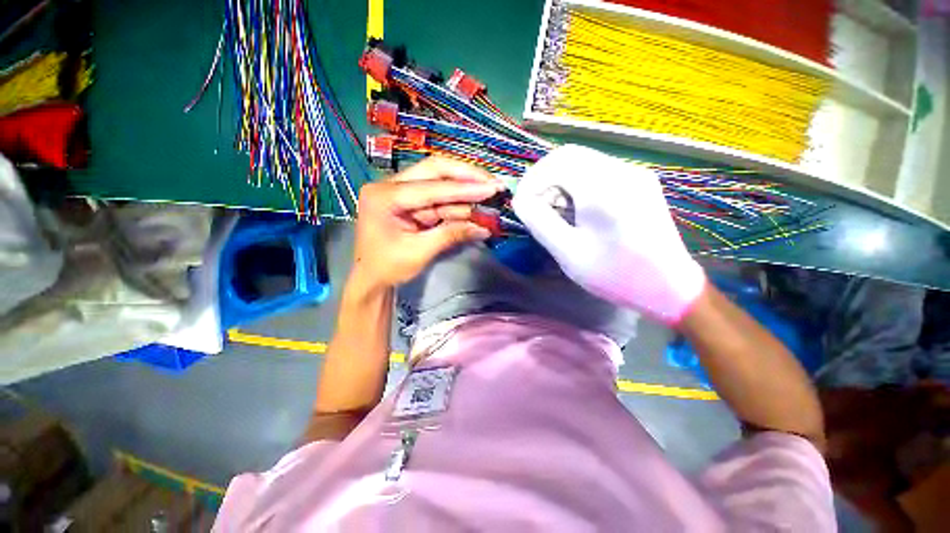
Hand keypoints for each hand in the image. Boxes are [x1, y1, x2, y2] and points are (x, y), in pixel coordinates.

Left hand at [352, 157, 502, 290]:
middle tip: (493, 183)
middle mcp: (390, 186)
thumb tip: (484, 228)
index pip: (430, 187)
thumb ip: (451, 235)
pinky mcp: (412, 202)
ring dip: (465, 191)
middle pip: (434, 170)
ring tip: (491, 195)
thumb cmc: (387, 267)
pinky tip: (475, 206)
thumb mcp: (419, 252)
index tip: (492, 188)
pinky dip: (458, 203)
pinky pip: (439, 198)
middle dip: (466, 177)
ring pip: (439, 182)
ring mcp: (401, 192)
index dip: (464, 188)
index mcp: (384, 196)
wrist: (371, 278)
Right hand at [512, 144, 705, 323]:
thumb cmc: (614, 275)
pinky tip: (577, 207)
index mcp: (604, 190)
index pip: (556, 163)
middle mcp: (622, 172)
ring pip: (584, 160)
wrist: (668, 286)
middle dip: (544, 177)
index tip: (522, 203)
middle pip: (570, 155)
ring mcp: (634, 173)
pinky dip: (578, 181)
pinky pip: (599, 169)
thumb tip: (520, 199)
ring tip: (554, 208)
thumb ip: (539, 222)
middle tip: (536, 204)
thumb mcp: (568, 253)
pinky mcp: (640, 181)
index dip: (532, 180)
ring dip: (560, 178)